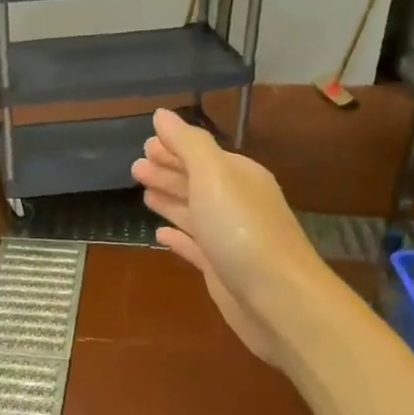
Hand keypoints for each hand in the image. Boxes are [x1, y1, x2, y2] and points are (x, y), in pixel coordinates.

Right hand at [131, 108, 320, 365]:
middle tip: (136, 166)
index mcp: (238, 176)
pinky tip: (159, 234)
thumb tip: (162, 115)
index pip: (201, 153)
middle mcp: (235, 203)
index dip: (174, 147)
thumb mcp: (214, 176)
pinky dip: (176, 236)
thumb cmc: (242, 230)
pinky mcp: (220, 268)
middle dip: (167, 171)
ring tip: (141, 191)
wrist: (277, 299)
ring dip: (168, 199)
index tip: (145, 143)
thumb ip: (188, 144)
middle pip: (196, 181)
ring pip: (192, 211)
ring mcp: (228, 238)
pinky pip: (193, 246)